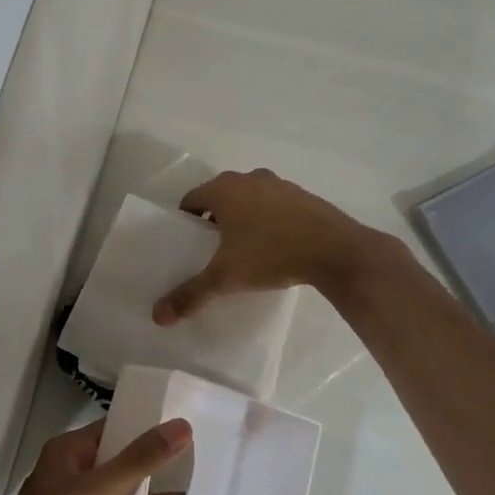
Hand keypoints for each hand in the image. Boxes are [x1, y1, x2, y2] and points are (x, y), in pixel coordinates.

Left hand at [0, 418, 191, 494]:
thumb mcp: (104, 488)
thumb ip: (143, 458)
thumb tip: (182, 425)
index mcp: (67, 452)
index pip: (111, 430)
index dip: (144, 426)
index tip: (183, 426)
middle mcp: (70, 476)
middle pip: (117, 462)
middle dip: (151, 463)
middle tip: (198, 459)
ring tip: (195, 491)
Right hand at [153, 168, 397, 323]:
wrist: (336, 250)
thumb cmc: (271, 255)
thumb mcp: (226, 278)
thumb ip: (191, 294)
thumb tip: (158, 315)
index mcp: (223, 189)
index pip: (191, 199)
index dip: (185, 221)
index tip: (188, 244)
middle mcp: (248, 179)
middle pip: (220, 196)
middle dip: (213, 219)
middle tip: (212, 249)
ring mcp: (279, 184)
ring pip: (249, 199)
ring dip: (242, 217)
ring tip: (244, 249)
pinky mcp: (303, 195)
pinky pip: (274, 205)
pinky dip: (268, 219)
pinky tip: (275, 245)